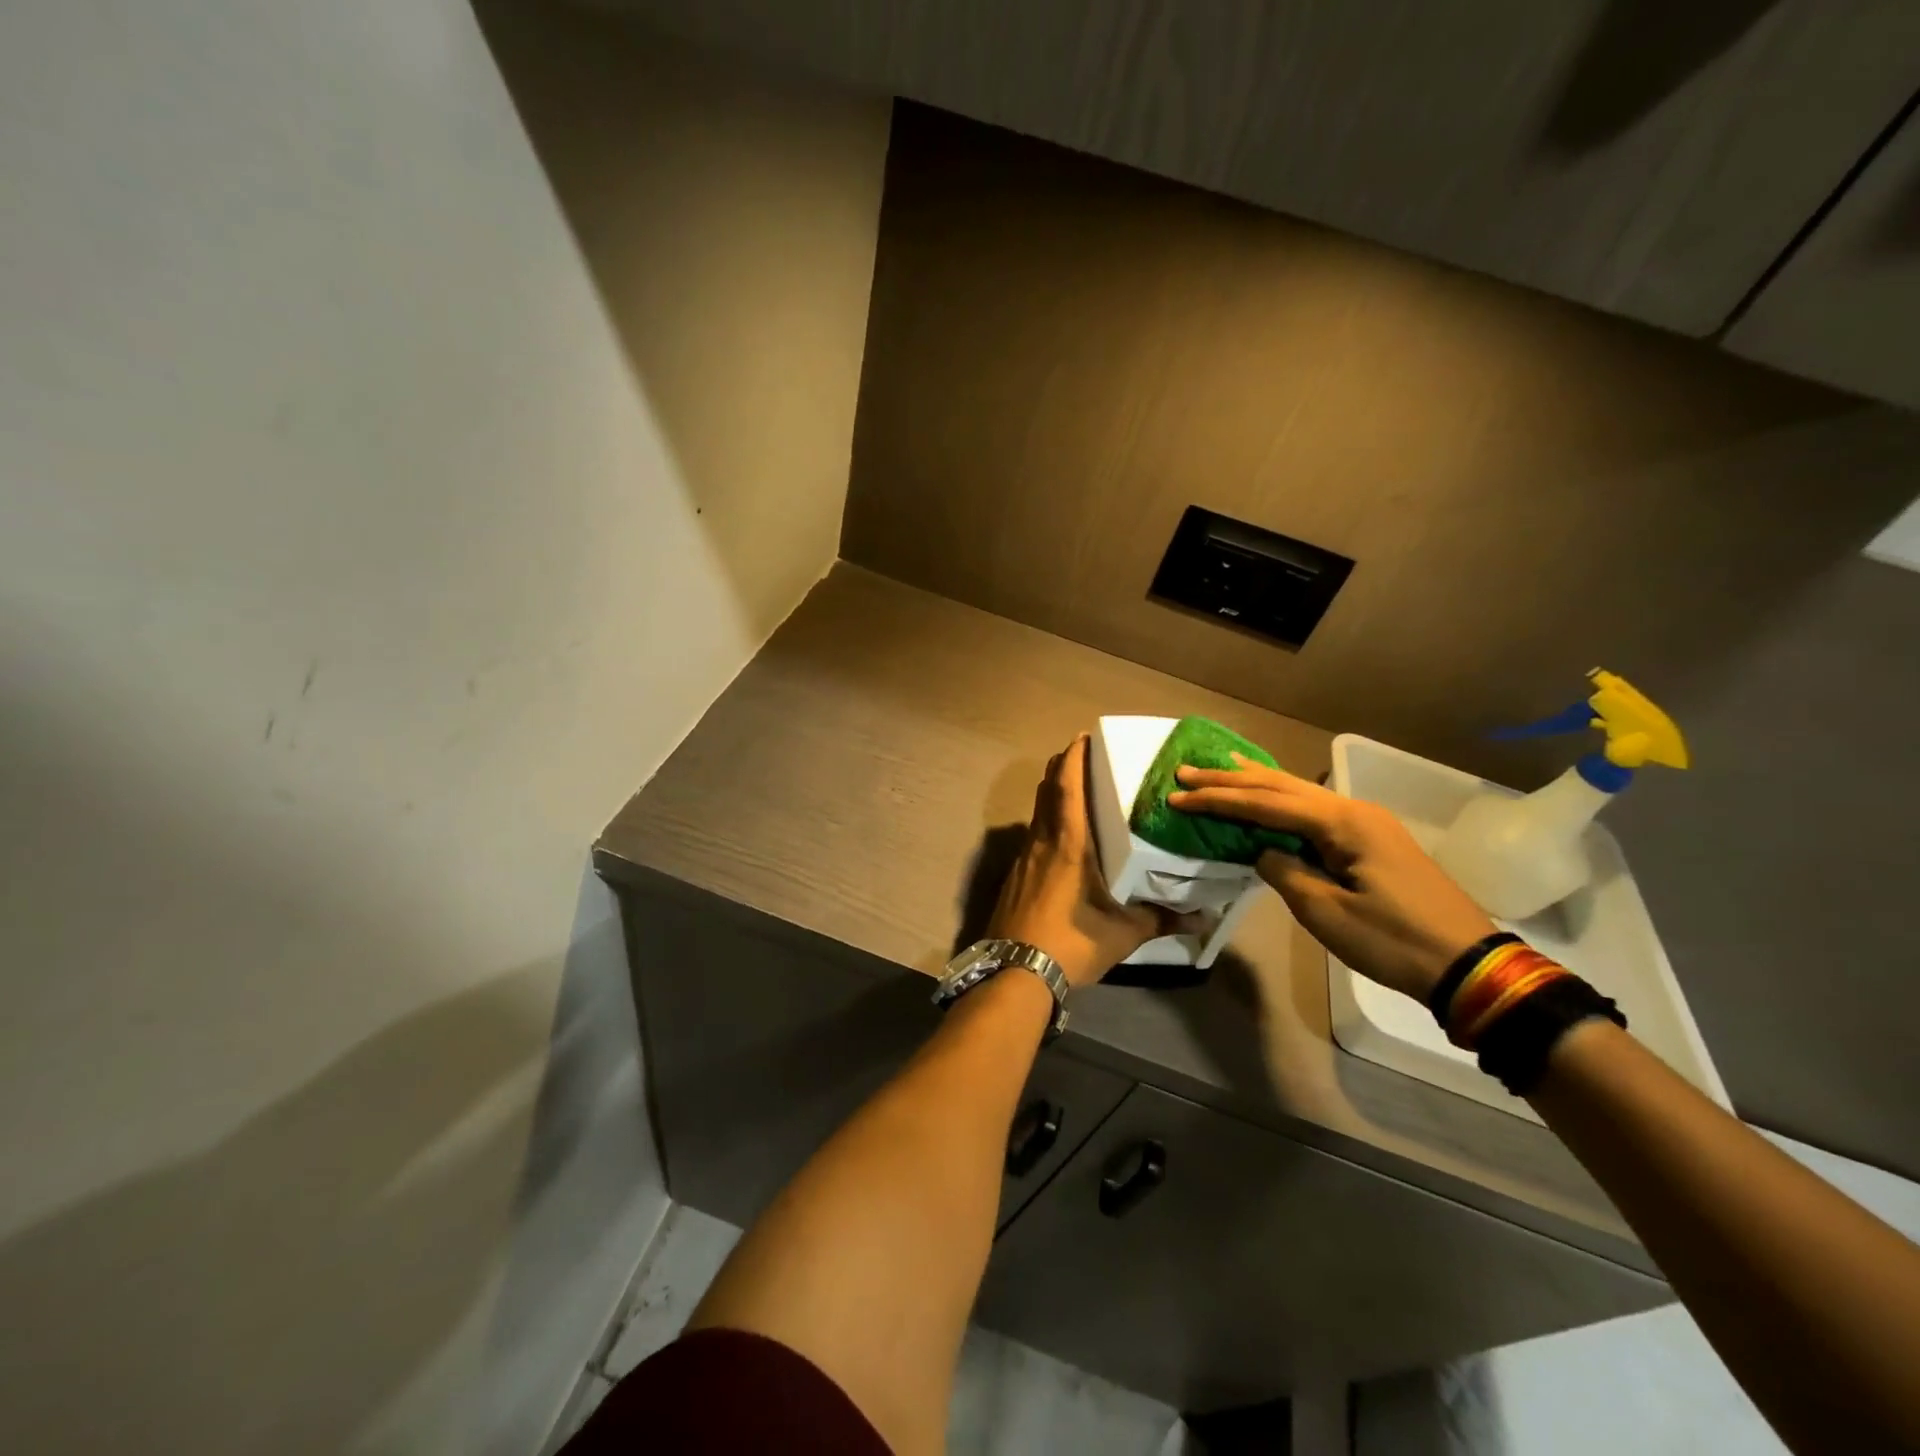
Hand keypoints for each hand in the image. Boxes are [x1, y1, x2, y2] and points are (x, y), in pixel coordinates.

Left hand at [990, 735, 1188, 988]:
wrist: (1014, 972)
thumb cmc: (1070, 944)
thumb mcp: (1121, 933)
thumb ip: (1161, 919)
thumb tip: (1204, 918)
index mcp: (1068, 844)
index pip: (1066, 787)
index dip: (1073, 758)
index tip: (1082, 737)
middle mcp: (1041, 843)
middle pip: (1047, 792)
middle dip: (1061, 769)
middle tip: (1082, 757)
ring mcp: (1023, 859)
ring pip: (1037, 813)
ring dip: (1052, 795)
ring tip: (1075, 792)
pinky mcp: (1015, 877)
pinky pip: (1032, 836)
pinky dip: (1045, 823)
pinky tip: (1060, 840)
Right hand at [1170, 757, 1494, 1000]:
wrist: (1466, 964)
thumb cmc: (1393, 940)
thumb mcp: (1326, 912)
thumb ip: (1283, 871)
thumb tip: (1261, 851)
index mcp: (1342, 823)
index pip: (1266, 804)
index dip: (1218, 800)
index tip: (1178, 795)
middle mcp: (1352, 809)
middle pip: (1279, 787)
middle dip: (1230, 780)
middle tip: (1186, 771)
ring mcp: (1365, 822)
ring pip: (1297, 792)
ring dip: (1254, 782)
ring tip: (1218, 765)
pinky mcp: (1370, 839)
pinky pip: (1313, 809)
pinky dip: (1280, 799)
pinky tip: (1269, 792)